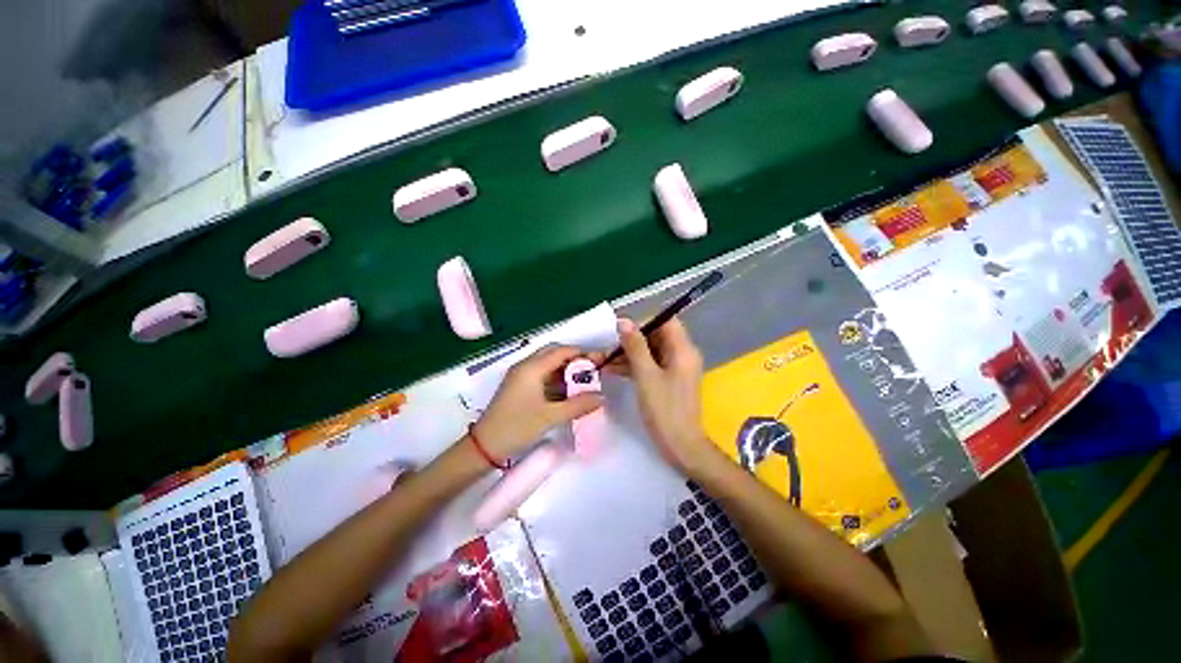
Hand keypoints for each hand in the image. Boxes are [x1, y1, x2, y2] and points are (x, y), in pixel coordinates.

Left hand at [473, 345, 603, 461]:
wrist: (484, 446)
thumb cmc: (516, 427)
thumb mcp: (550, 417)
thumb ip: (578, 405)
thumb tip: (601, 397)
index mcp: (531, 368)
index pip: (562, 351)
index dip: (582, 354)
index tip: (600, 361)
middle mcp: (525, 366)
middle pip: (554, 353)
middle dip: (575, 359)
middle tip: (592, 371)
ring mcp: (521, 376)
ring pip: (548, 364)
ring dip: (566, 370)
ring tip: (584, 382)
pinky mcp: (519, 386)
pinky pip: (542, 375)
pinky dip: (557, 379)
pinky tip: (569, 391)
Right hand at [602, 317, 719, 474]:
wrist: (680, 445)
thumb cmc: (664, 409)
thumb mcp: (646, 375)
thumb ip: (635, 346)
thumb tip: (624, 321)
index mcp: (683, 349)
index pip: (665, 321)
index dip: (643, 322)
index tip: (621, 330)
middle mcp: (682, 354)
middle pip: (657, 336)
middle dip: (632, 340)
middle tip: (609, 348)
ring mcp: (676, 368)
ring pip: (651, 351)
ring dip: (630, 354)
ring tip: (605, 361)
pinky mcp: (670, 380)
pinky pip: (652, 364)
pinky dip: (635, 366)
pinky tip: (614, 370)